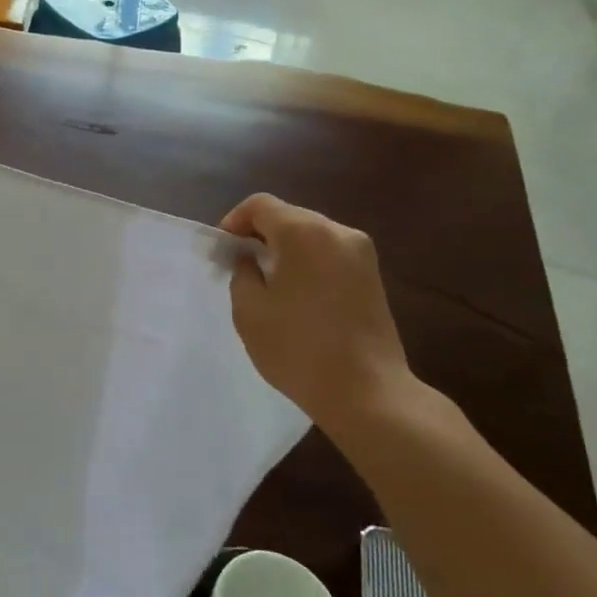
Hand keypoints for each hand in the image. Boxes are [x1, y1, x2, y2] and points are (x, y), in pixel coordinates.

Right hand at [220, 194, 413, 434]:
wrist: (367, 392)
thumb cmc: (298, 348)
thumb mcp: (249, 310)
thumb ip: (242, 272)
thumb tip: (250, 259)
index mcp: (305, 233)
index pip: (261, 205)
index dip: (235, 220)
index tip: (224, 250)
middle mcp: (338, 232)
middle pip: (289, 216)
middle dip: (260, 234)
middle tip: (240, 266)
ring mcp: (361, 254)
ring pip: (311, 234)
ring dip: (285, 249)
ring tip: (268, 283)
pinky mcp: (372, 276)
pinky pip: (330, 254)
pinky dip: (307, 262)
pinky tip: (297, 295)